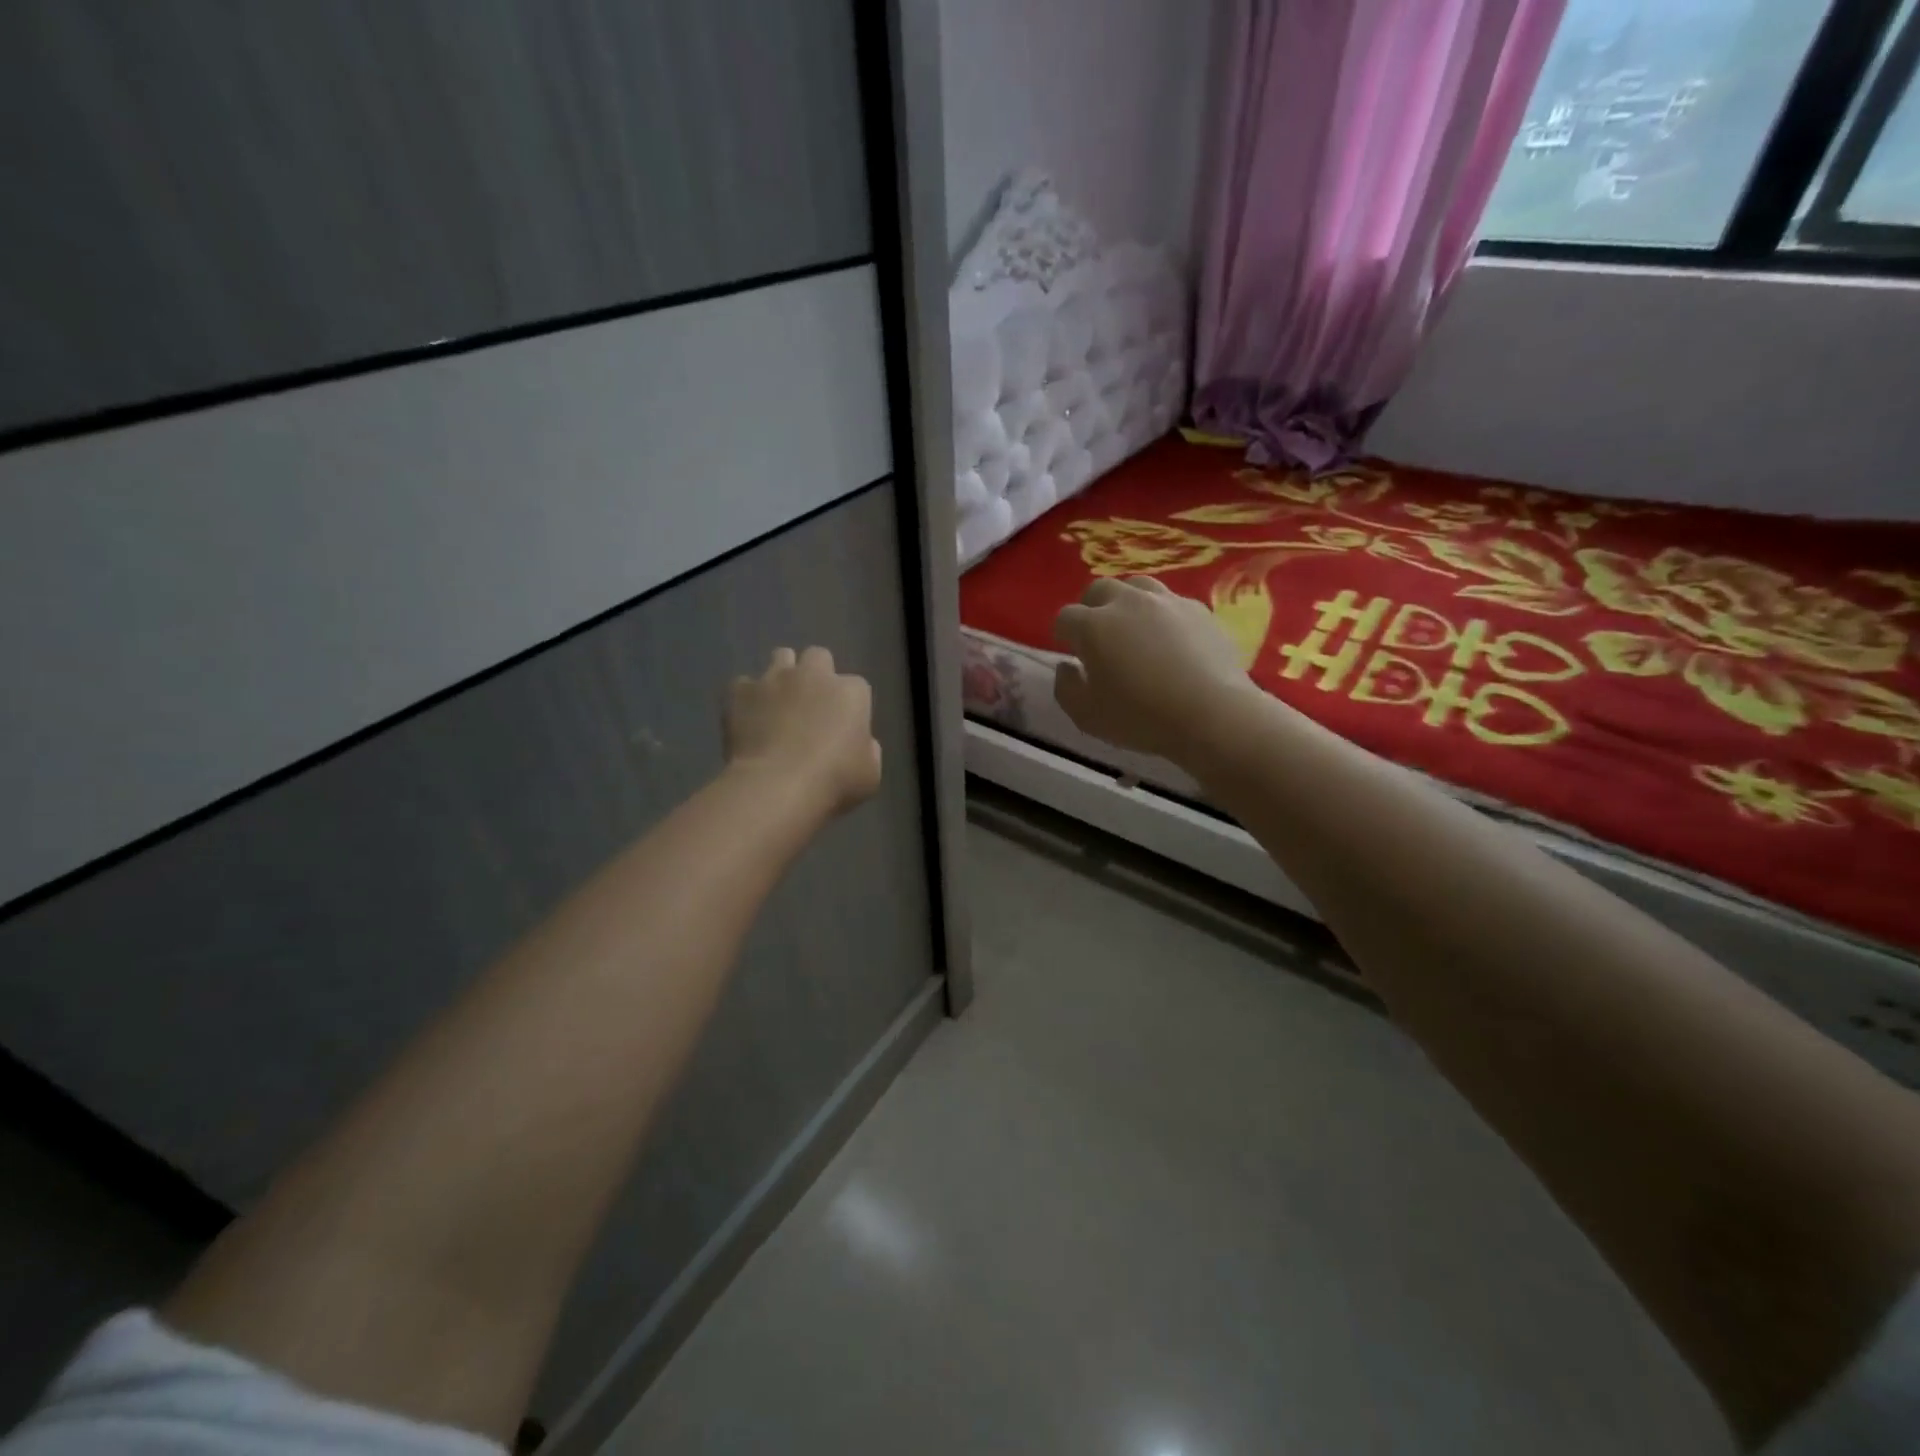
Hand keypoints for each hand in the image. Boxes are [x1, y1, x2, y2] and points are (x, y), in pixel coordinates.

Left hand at [726, 647, 881, 817]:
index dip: (850, 704)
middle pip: (818, 656)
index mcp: (851, 692)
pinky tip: (748, 717)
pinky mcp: (741, 691)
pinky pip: (744, 684)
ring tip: (778, 702)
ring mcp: (775, 678)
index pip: (857, 686)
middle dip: (816, 673)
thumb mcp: (870, 773)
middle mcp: (814, 674)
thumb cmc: (833, 781)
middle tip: (811, 703)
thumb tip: (859, 743)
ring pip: (781, 657)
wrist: (776, 786)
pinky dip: (748, 697)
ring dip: (783, 674)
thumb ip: (868, 750)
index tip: (844, 726)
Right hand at [1053, 578, 1255, 760]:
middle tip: (1097, 634)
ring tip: (1133, 628)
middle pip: (1100, 589)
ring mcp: (1166, 602)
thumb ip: (1066, 688)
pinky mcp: (1199, 610)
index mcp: (1093, 626)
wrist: (1212, 714)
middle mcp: (1127, 602)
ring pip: (1137, 587)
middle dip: (1091, 607)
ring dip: (1127, 603)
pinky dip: (1161, 615)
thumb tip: (1066, 666)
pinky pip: (1171, 602)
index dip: (1062, 633)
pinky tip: (1169, 639)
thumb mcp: (1086, 716)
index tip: (1068, 650)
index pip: (1065, 617)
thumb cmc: (1141, 718)